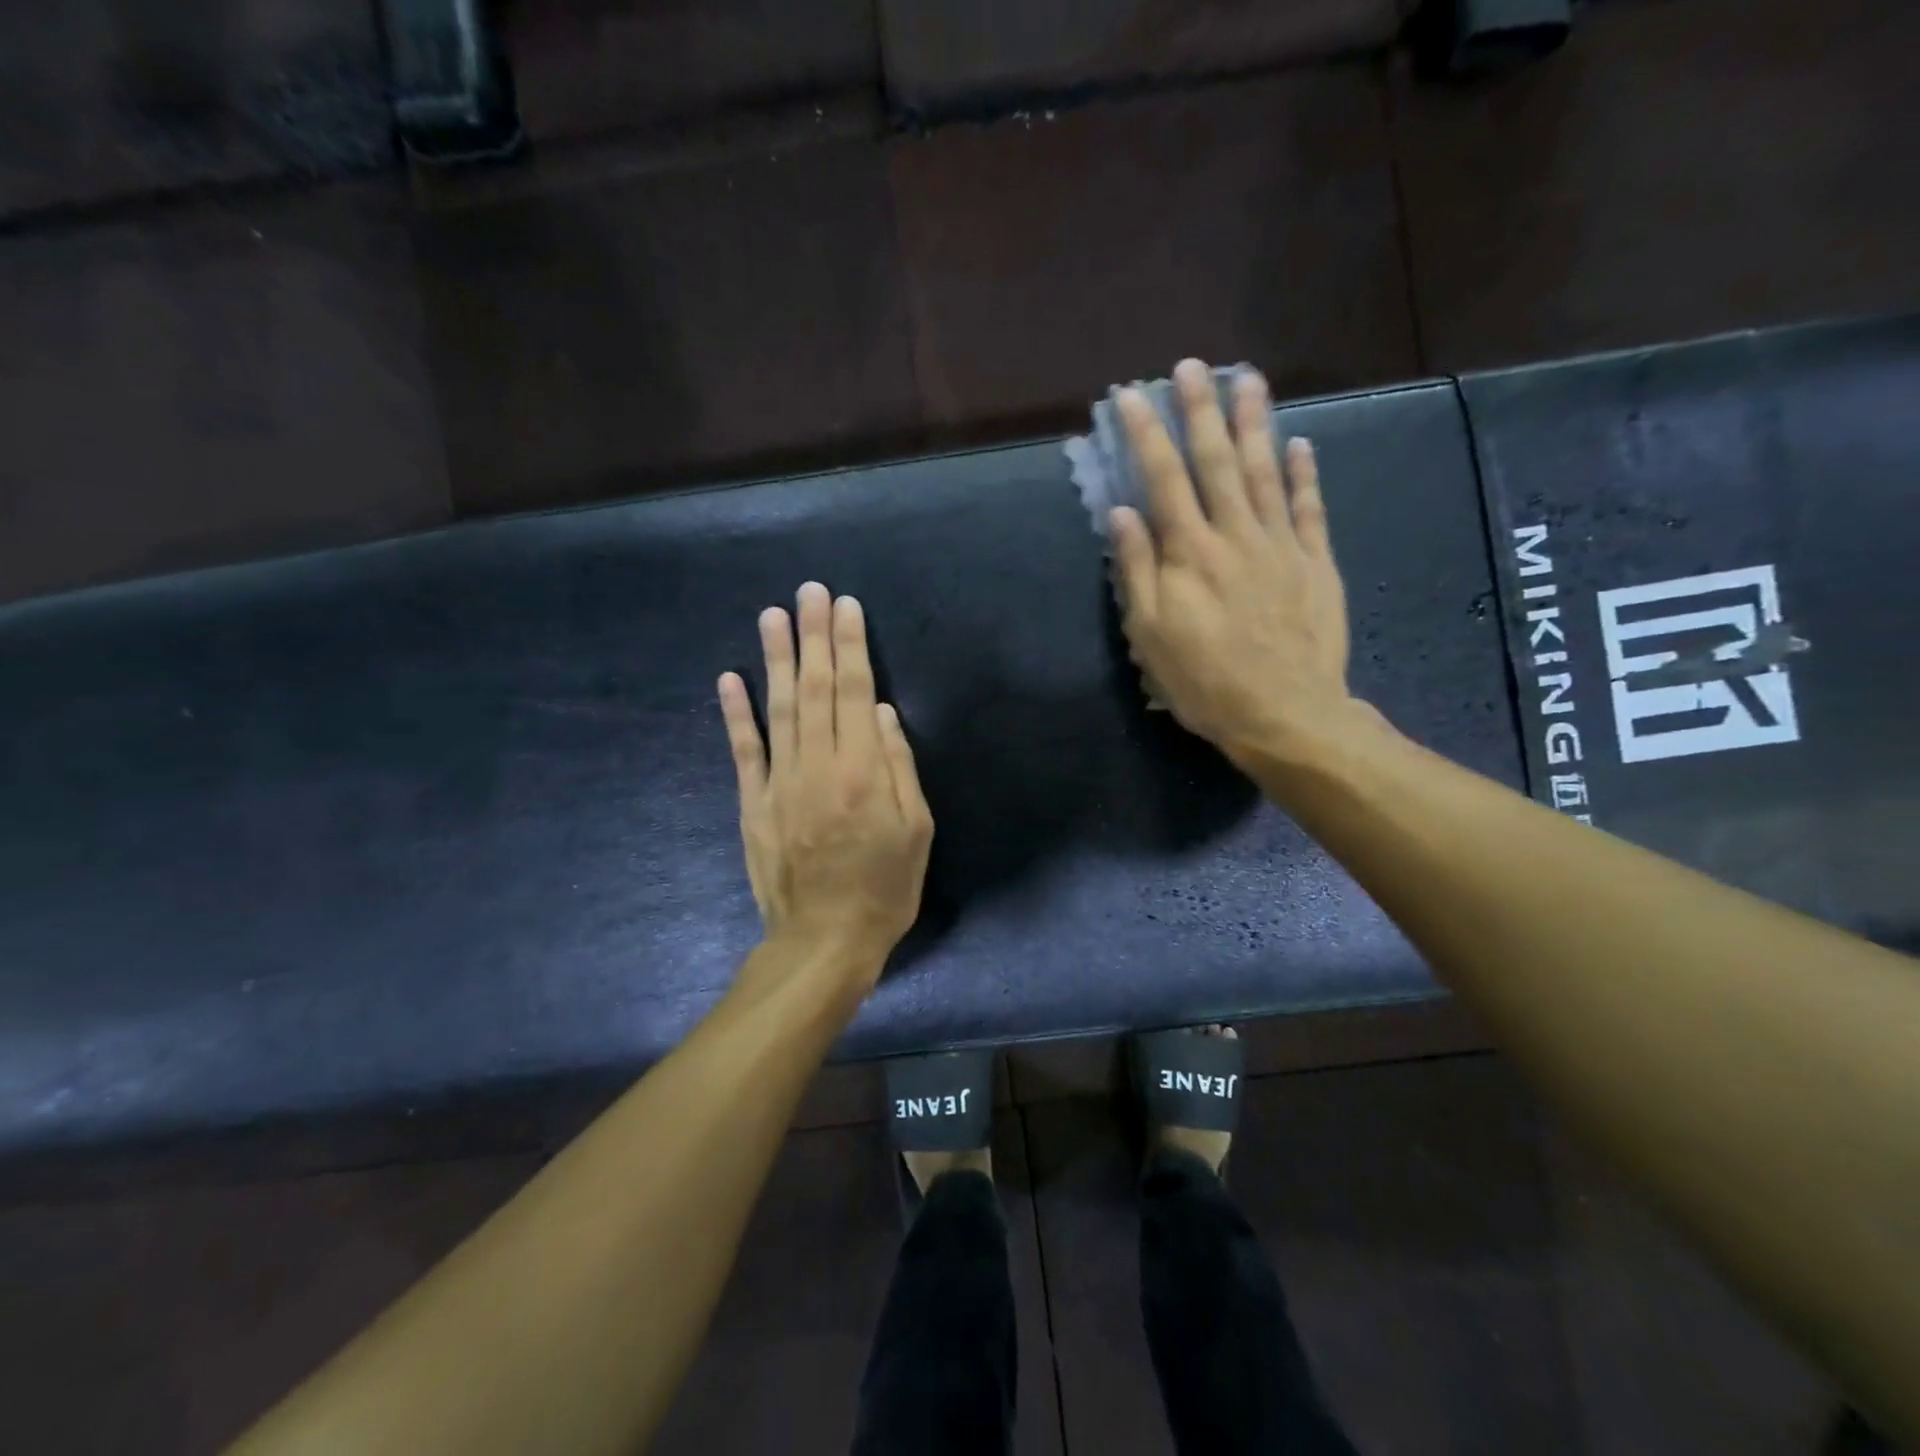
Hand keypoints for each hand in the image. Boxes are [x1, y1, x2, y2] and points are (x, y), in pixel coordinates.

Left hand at [718, 582, 933, 983]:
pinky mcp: (752, 804)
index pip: (855, 692)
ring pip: (777, 709)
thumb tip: (880, 711)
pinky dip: (734, 713)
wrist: (824, 941)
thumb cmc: (884, 887)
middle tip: (809, 591)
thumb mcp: (917, 830)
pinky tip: (729, 678)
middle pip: (815, 689)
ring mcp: (779, 783)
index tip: (845, 606)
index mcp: (863, 771)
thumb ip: (899, 765)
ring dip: (774, 659)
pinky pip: (743, 751)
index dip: (850, 645)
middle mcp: (818, 766)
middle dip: (813, 636)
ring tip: (772, 615)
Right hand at [1109, 358, 1373, 770]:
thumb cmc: (1205, 681)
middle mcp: (1236, 535)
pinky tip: (1301, 443)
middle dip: (1200, 410)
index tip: (1129, 396)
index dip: (1145, 434)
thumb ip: (1136, 571)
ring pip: (1267, 471)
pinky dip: (1305, 474)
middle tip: (1192, 366)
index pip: (1162, 478)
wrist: (1285, 714)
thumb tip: (1122, 513)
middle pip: (1217, 461)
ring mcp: (1281, 545)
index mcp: (1190, 553)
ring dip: (1255, 422)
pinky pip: (1310, 508)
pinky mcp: (1316, 563)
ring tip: (1248, 379)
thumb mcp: (1151, 635)